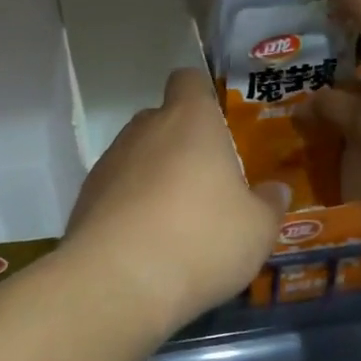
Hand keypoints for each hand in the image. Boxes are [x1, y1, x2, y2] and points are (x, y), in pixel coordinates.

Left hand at [62, 68, 281, 334]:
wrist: (118, 281)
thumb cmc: (201, 239)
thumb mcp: (257, 230)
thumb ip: (269, 205)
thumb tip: (276, 191)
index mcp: (189, 121)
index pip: (188, 80)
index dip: (202, 94)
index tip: (218, 124)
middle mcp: (144, 130)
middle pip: (163, 120)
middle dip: (182, 145)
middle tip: (207, 185)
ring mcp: (108, 162)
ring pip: (137, 157)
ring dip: (155, 178)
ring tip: (177, 223)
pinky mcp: (85, 197)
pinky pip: (116, 191)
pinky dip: (130, 207)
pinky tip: (146, 244)